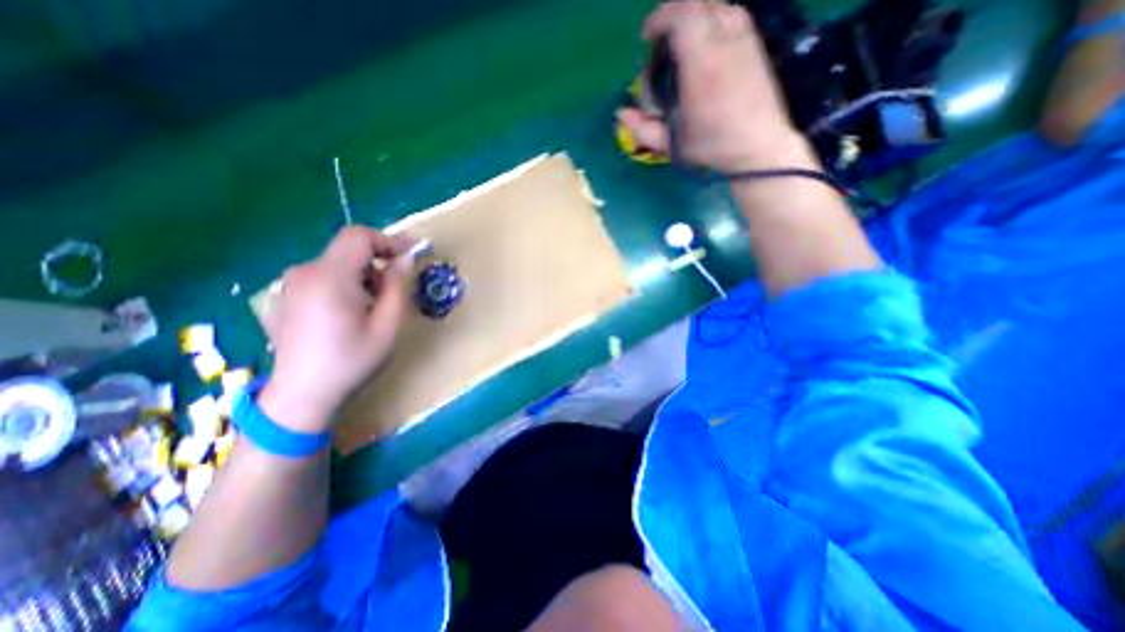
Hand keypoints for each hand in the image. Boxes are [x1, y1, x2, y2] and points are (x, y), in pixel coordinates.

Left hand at [258, 225, 412, 434]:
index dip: (388, 240)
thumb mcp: (387, 326)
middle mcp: (304, 273)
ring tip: (370, 309)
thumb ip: (397, 287)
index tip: (409, 255)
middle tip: (392, 293)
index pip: (358, 236)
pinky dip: (343, 285)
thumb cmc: (351, 361)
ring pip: (336, 264)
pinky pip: (321, 278)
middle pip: (347, 251)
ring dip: (361, 277)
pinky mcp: (285, 297)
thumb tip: (404, 260)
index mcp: (330, 278)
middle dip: (377, 264)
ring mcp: (289, 285)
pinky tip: (346, 316)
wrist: (301, 396)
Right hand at [620, 0, 813, 173]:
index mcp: (702, 67)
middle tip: (660, 39)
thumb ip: (644, 130)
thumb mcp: (672, 144)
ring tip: (682, 39)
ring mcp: (744, 39)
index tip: (646, 36)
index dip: (659, 18)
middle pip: (698, 2)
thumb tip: (620, 114)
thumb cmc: (712, 146)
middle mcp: (724, 43)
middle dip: (673, 13)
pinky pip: (733, 12)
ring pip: (717, 4)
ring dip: (694, 14)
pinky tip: (705, 41)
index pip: (682, 16)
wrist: (758, 145)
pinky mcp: (755, 43)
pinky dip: (713, 17)